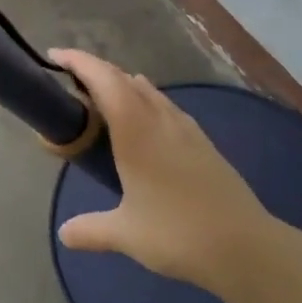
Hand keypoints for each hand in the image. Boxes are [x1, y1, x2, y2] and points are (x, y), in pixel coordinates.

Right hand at [48, 49, 281, 292]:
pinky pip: (166, 107)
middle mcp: (161, 120)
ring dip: (122, 86)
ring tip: (101, 101)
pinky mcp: (203, 143)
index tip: (55, 55)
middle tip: (70, 83)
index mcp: (136, 131)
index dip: (78, 62)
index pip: (104, 80)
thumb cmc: (178, 233)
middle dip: (96, 72)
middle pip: (125, 79)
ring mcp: (186, 129)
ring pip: (149, 92)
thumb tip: (64, 234)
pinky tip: (143, 125)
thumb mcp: (126, 234)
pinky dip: (145, 102)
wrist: (246, 247)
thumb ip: (90, 230)